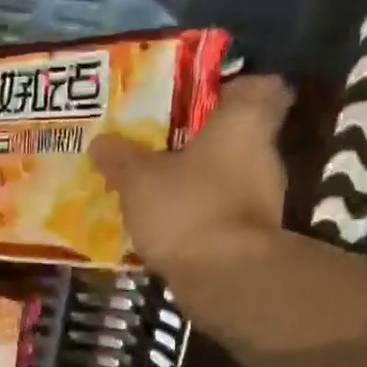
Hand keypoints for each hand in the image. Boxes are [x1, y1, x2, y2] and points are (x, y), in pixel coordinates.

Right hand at [92, 75, 293, 275]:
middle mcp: (265, 156)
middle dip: (203, 142)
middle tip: (162, 146)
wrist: (227, 279)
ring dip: (200, 184)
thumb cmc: (188, 209)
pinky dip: (201, 218)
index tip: (204, 99)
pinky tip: (169, 228)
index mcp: (245, 123)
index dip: (234, 89)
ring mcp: (265, 201)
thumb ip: (120, 158)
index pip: (262, 87)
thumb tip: (100, 142)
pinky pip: (223, 216)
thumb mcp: (138, 179)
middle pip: (239, 137)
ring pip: (230, 179)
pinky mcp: (254, 239)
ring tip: (158, 190)